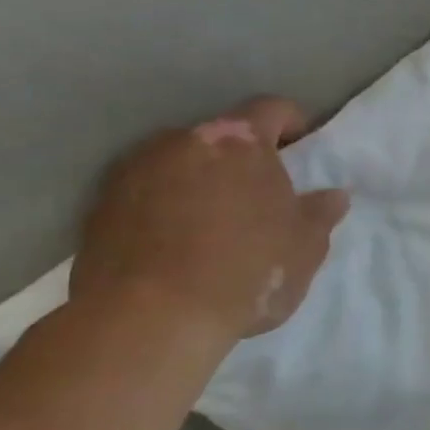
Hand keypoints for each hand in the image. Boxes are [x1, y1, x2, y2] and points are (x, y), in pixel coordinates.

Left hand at [71, 97, 349, 342]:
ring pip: (179, 164)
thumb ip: (321, 214)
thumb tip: (332, 196)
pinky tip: (177, 247)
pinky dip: (164, 208)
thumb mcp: (306, 247)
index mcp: (239, 141)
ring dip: (200, 182)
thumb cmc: (246, 271)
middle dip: (242, 159)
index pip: (272, 109)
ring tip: (214, 225)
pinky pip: (145, 195)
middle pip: (222, 137)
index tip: (301, 152)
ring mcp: (133, 171)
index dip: (293, 125)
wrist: (148, 320)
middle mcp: (181, 141)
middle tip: (261, 196)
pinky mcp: (98, 208)